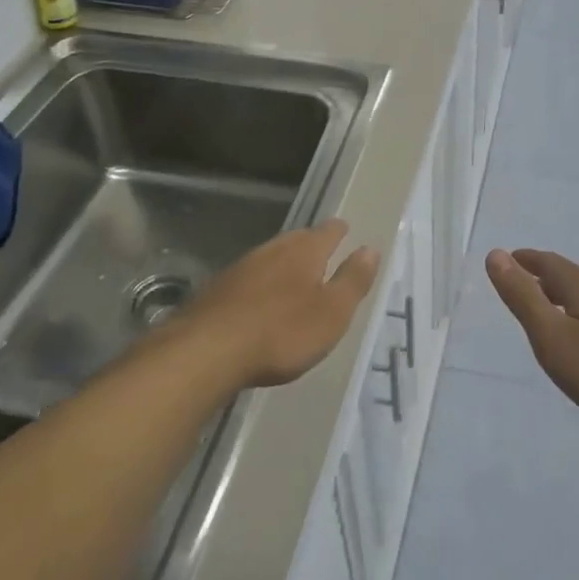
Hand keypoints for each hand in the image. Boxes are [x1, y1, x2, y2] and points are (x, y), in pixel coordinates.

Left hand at [164, 221, 379, 389]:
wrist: (208, 350)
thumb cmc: (282, 332)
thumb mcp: (332, 313)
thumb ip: (352, 280)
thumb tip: (370, 248)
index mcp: (304, 252)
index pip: (327, 232)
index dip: (338, 231)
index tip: (345, 228)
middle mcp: (272, 250)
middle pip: (296, 240)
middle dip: (310, 243)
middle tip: (321, 248)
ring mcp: (241, 268)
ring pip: (270, 257)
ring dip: (283, 262)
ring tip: (294, 273)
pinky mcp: (218, 289)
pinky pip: (249, 278)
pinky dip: (261, 283)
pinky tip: (259, 298)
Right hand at [485, 249, 578, 431]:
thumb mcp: (551, 335)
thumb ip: (522, 296)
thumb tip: (496, 254)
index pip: (548, 262)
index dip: (525, 260)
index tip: (508, 259)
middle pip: (570, 276)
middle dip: (545, 277)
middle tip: (524, 284)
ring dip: (566, 296)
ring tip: (551, 310)